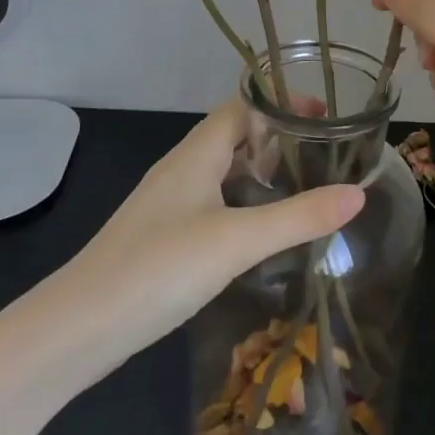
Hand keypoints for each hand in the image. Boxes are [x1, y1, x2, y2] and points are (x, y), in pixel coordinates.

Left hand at [6, 101, 362, 388]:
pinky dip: (241, 204)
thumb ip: (299, 217)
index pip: (242, 106)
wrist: (76, 329)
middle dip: (278, 139)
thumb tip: (358, 193)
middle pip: (234, 135)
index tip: (325, 116)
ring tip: (301, 191)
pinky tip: (258, 235)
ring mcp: (168, 204)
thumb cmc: (158, 268)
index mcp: (196, 154)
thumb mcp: (237, 241)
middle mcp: (181, 169)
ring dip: (260, 173)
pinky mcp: (162, 236)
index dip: (281, 104)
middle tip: (322, 158)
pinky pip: (211, 202)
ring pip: (222, 171)